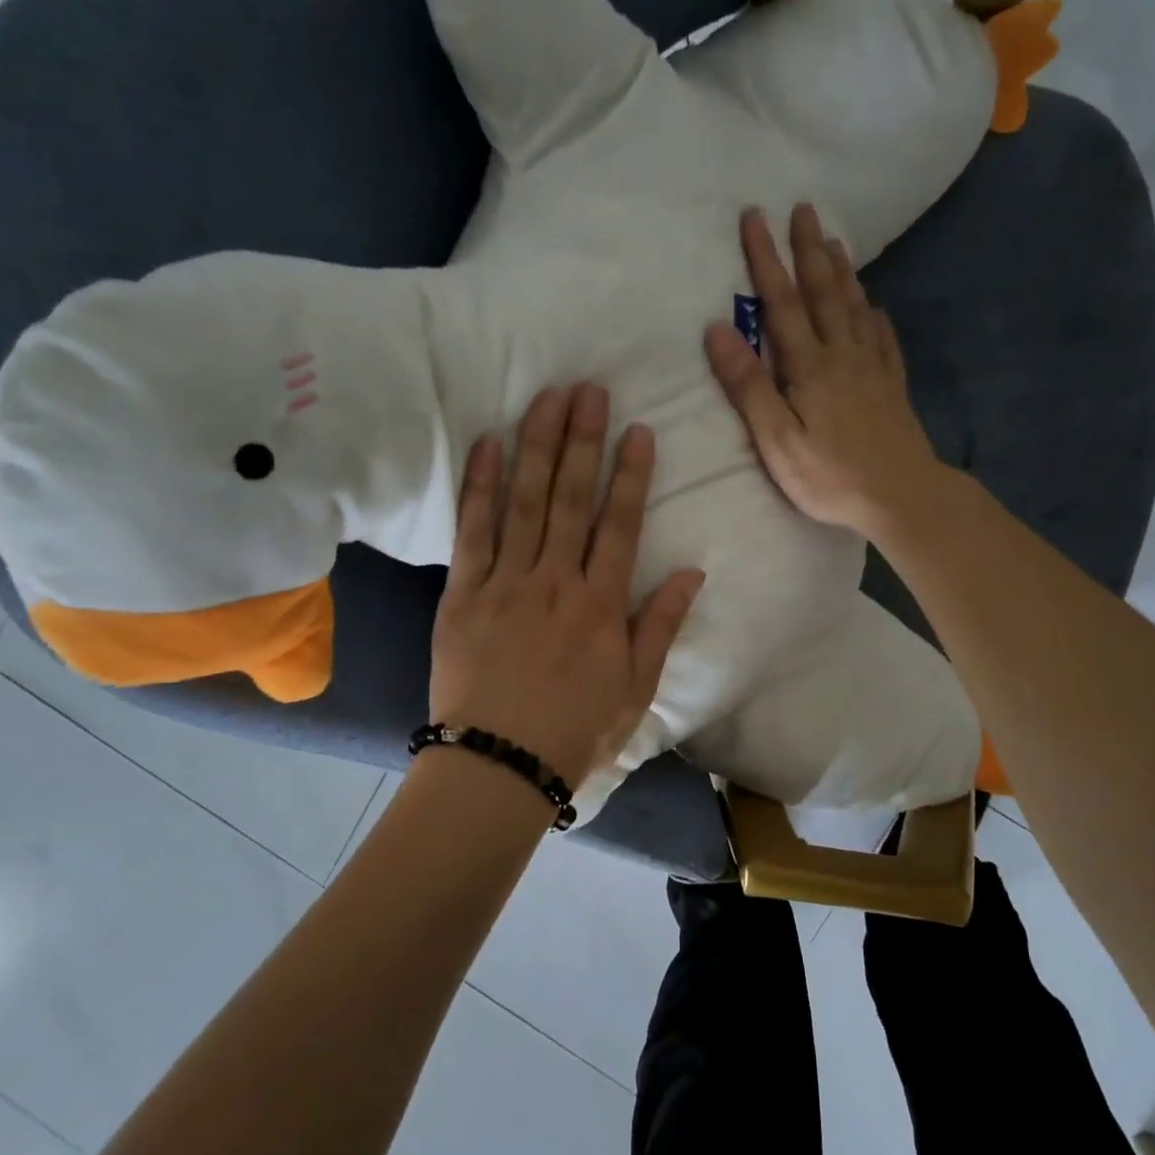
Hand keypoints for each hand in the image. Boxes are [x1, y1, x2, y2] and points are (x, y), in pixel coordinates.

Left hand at [429, 384, 704, 791]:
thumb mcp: (636, 688)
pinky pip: (472, 531)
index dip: (630, 475)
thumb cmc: (575, 731)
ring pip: (524, 502)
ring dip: (536, 446)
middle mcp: (556, 581)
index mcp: (600, 604)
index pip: (620, 525)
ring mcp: (506, 583)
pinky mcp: (463, 593)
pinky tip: (488, 444)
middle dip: (582, 441)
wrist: (499, 764)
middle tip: (587, 390)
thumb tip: (692, 572)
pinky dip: (480, 486)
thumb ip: (660, 625)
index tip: (636, 431)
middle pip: (571, 499)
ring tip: (545, 398)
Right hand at [705, 203, 943, 542]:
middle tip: (802, 208)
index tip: (755, 217)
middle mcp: (842, 354)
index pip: (782, 302)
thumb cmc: (830, 475)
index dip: (766, 258)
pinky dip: (875, 314)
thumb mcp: (776, 440)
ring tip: (833, 240)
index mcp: (809, 366)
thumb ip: (748, 386)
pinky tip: (874, 305)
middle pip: (824, 291)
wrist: (901, 496)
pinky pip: (883, 337)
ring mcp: (872, 367)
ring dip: (842, 270)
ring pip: (855, 306)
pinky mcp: (892, 385)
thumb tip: (718, 329)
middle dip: (809, 249)